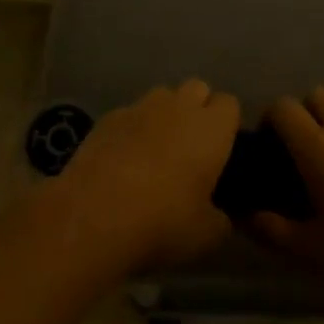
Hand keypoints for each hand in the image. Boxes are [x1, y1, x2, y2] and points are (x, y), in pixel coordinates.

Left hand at [56, 80, 241, 273]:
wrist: (94, 217)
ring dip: (166, 115)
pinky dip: (133, 129)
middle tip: (192, 149)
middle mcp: (179, 107)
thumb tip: (223, 214)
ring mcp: (140, 108)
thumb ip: (223, 218)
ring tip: (157, 151)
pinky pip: (130, 113)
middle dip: (198, 110)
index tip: (222, 151)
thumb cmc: (162, 223)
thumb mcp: (207, 235)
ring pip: (162, 96)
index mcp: (211, 128)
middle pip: (197, 89)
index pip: (230, 103)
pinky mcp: (108, 117)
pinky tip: (124, 160)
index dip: (227, 124)